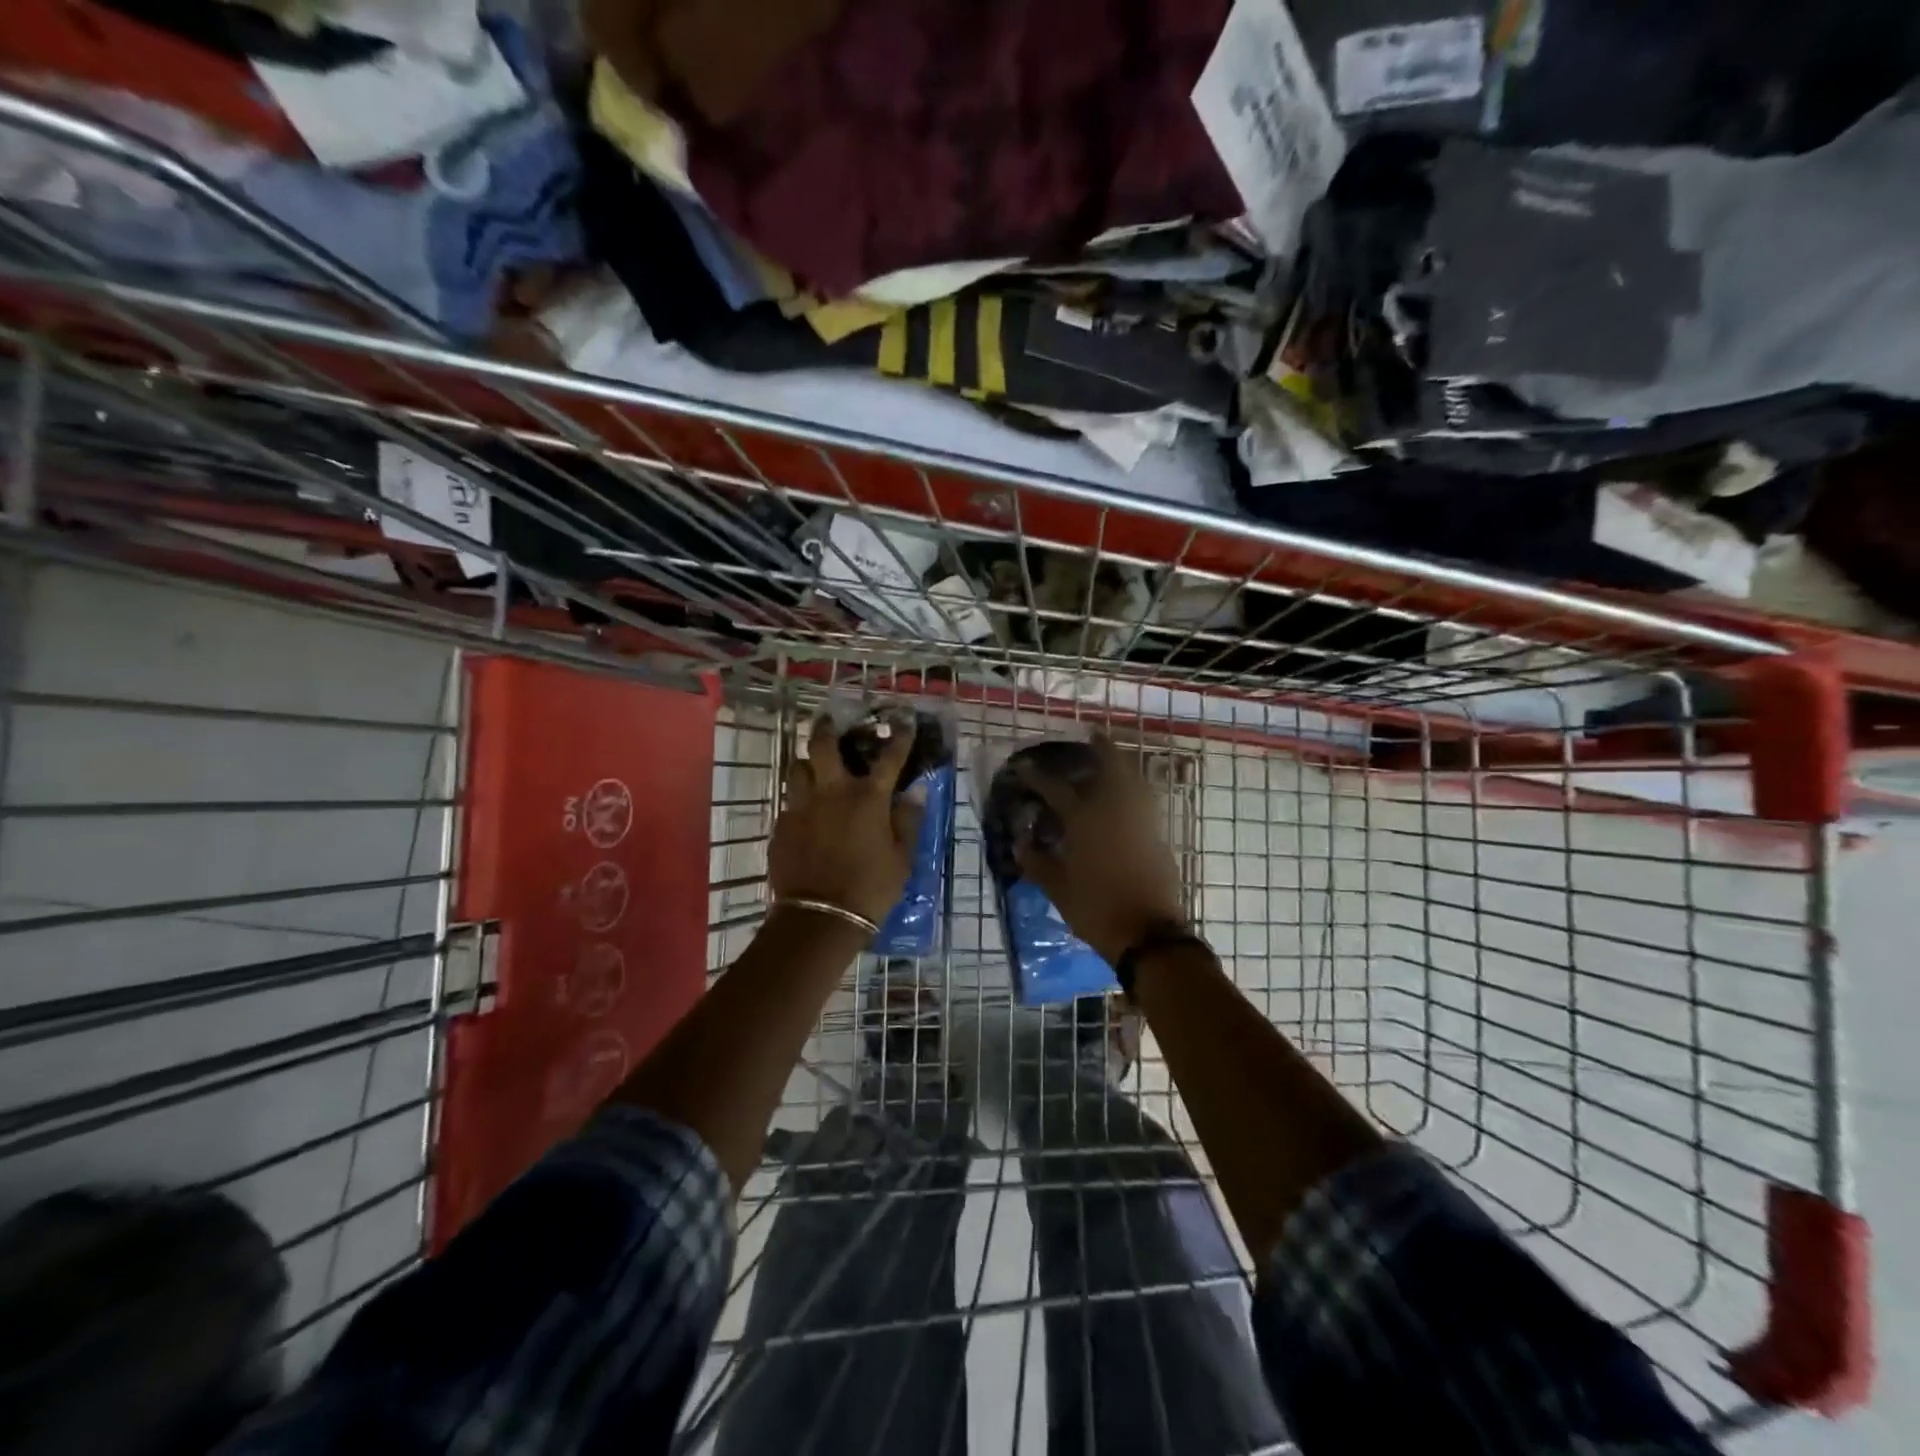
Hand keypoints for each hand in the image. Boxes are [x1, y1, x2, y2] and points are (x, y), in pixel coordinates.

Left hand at [768, 712, 926, 924]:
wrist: (820, 918)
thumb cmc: (871, 888)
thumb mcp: (902, 858)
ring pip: (797, 769)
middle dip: (827, 728)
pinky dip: (799, 802)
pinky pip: (789, 803)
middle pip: (823, 746)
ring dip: (807, 763)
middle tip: (828, 721)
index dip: (900, 736)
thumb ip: (908, 821)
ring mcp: (802, 807)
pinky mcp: (782, 827)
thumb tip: (915, 791)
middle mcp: (832, 793)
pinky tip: (805, 814)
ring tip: (813, 767)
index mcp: (868, 798)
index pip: (889, 757)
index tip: (903, 718)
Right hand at [1012, 735, 1187, 966]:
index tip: (1023, 766)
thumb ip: (1037, 862)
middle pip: (1111, 768)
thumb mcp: (1058, 888)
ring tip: (1115, 760)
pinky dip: (1136, 791)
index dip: (1036, 777)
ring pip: (1135, 782)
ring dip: (1124, 766)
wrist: (1147, 933)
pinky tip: (1128, 797)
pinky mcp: (1157, 837)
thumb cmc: (1096, 909)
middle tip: (1094, 734)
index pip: (1055, 790)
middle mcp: (1114, 812)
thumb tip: (1021, 842)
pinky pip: (1145, 803)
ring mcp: (1140, 822)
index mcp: (1084, 821)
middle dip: (1102, 748)